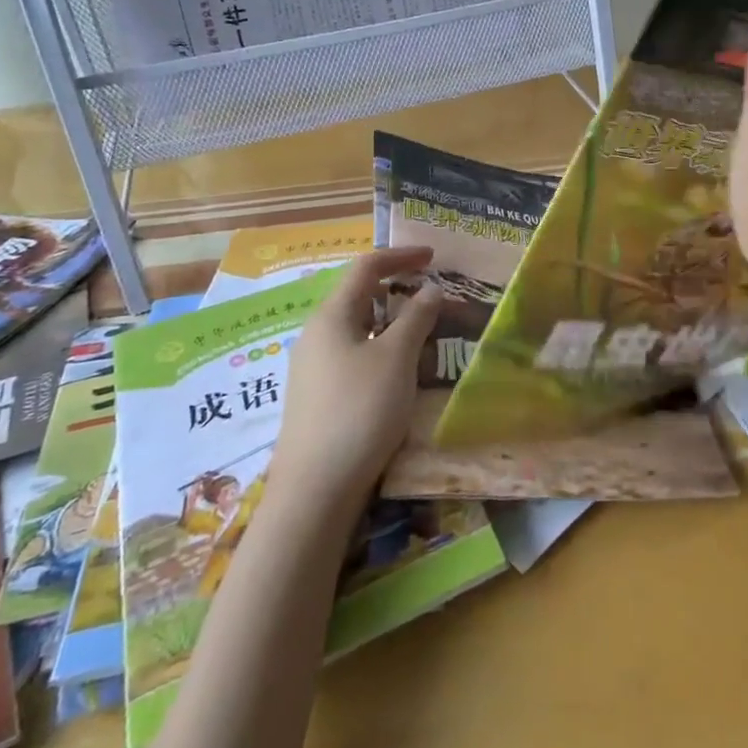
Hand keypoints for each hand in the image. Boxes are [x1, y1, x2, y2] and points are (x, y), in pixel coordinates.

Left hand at [267, 248, 442, 506]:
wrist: (316, 490)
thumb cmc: (359, 410)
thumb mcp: (397, 358)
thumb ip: (416, 317)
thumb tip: (430, 289)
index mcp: (331, 316)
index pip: (366, 268)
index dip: (400, 257)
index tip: (433, 257)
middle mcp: (317, 334)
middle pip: (360, 297)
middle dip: (398, 291)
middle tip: (434, 298)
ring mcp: (314, 368)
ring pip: (359, 329)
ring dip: (392, 324)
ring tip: (425, 335)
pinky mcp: (318, 396)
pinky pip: (354, 356)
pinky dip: (381, 350)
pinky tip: (401, 372)